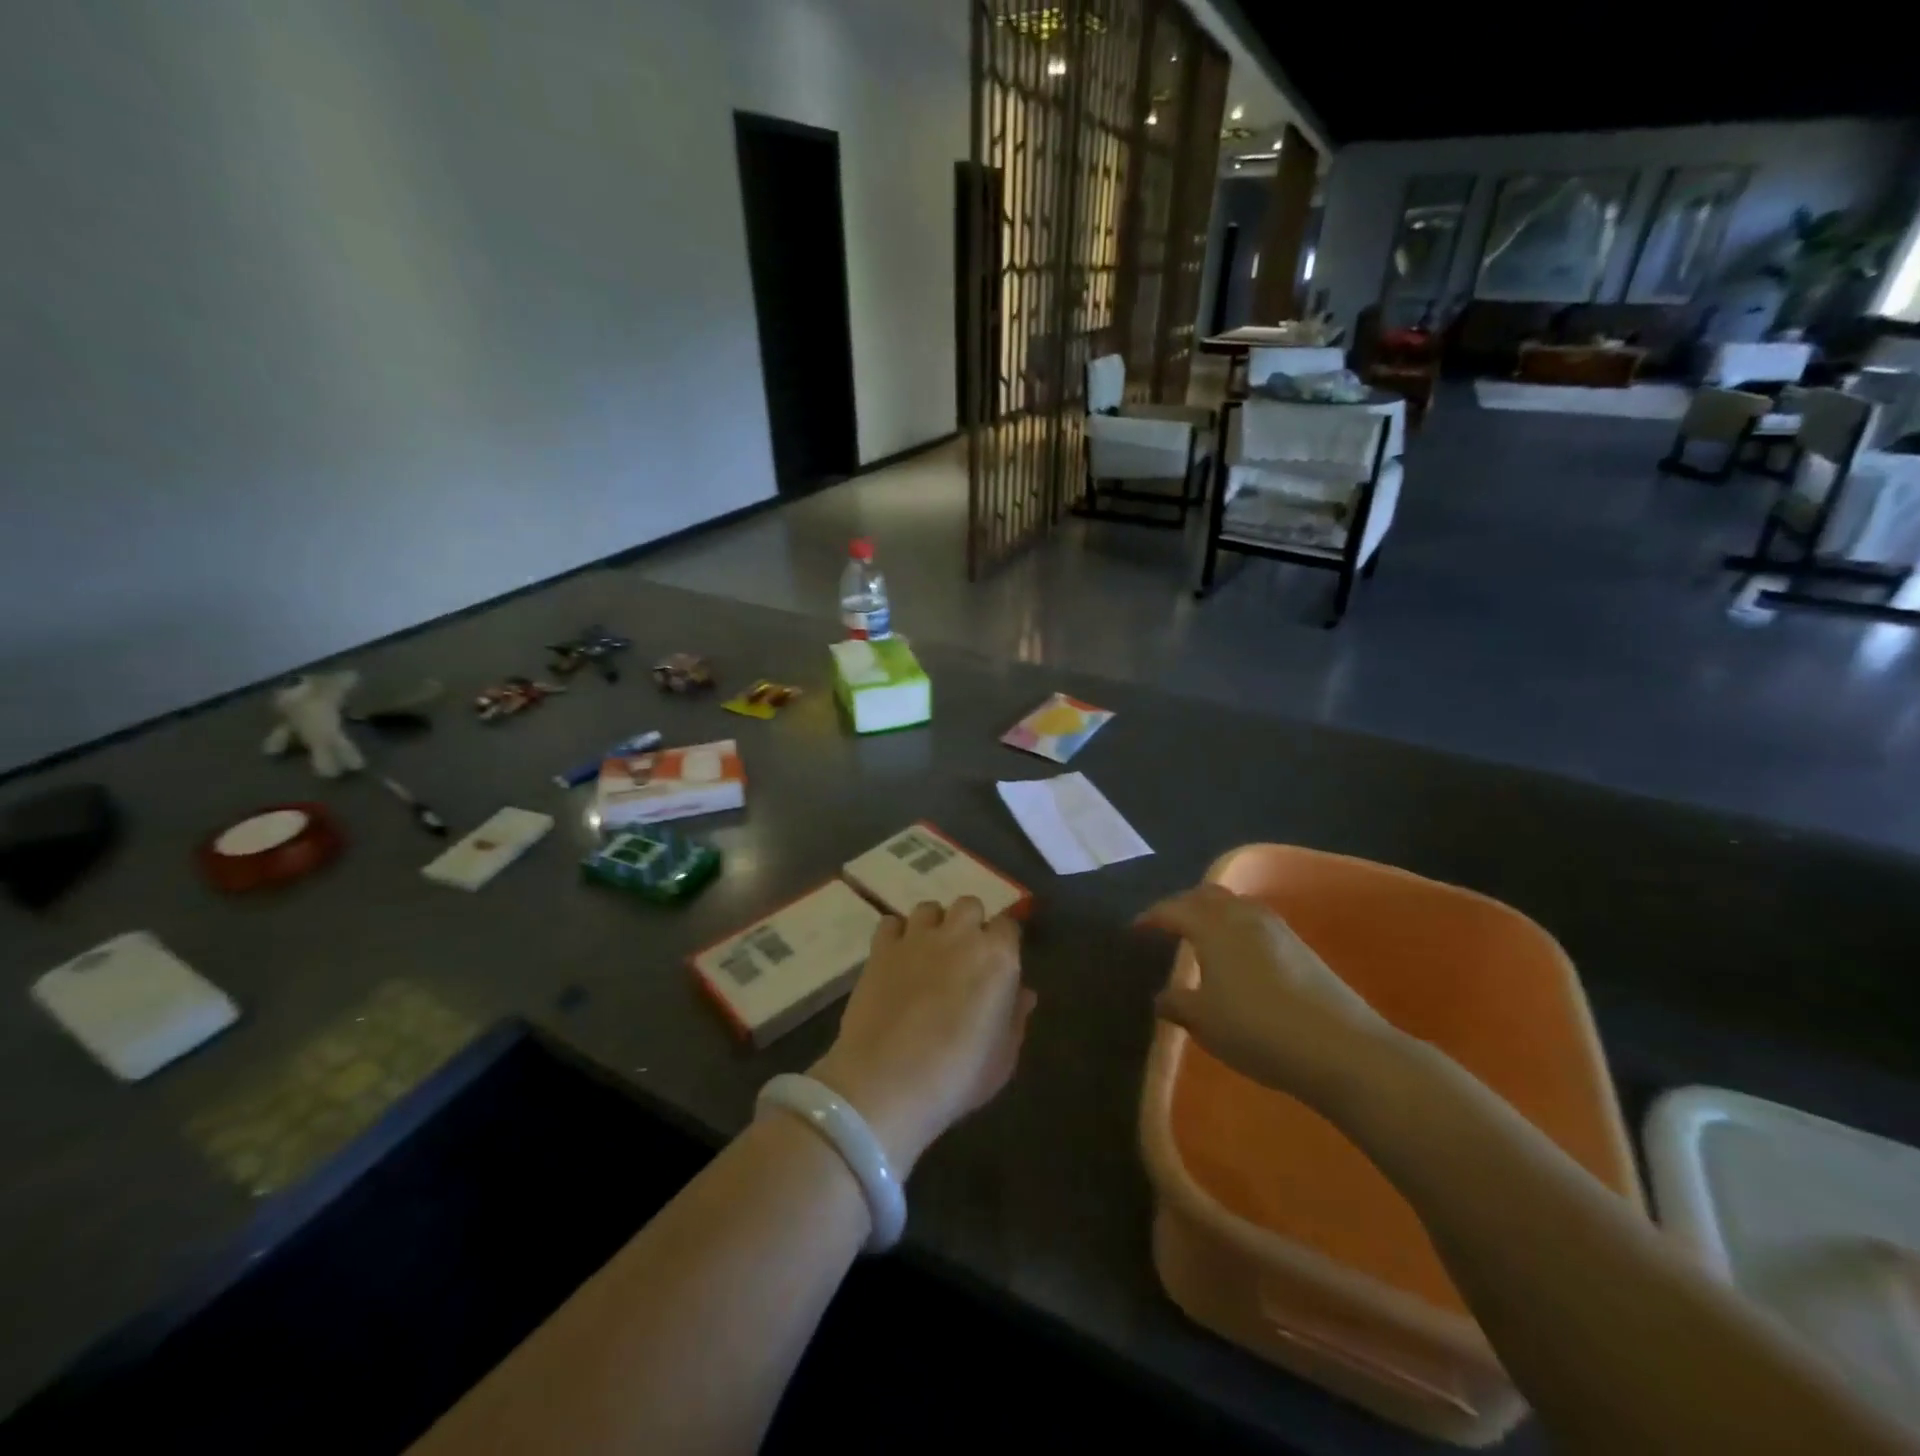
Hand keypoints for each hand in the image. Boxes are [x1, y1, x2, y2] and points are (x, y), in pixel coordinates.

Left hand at [810, 898, 1034, 1176]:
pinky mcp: (881, 948)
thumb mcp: (1002, 1058)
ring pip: (929, 908)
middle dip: (970, 923)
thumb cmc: (957, 1076)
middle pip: (969, 905)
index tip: (998, 964)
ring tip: (928, 952)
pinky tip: (896, 958)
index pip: (1008, 926)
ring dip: (933, 925)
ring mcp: (917, 937)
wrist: (888, 1081)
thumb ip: (1016, 1018)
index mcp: (998, 957)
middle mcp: (960, 935)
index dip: (1003, 942)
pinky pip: (891, 923)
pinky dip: (895, 935)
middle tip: (964, 955)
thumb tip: (1023, 993)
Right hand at [1136, 883, 1398, 1108]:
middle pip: (1206, 895)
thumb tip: (1161, 996)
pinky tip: (1237, 954)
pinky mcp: (1300, 946)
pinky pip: (1255, 921)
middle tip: (1166, 924)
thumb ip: (1177, 1003)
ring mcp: (1276, 928)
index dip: (1151, 917)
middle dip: (1182, 904)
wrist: (1340, 1047)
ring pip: (1235, 905)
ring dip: (1213, 913)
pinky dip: (1236, 926)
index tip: (1135, 928)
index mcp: (1212, 927)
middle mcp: (1242, 916)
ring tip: (1201, 935)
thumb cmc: (1257, 1029)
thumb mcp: (1205, 1022)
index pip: (1173, 910)